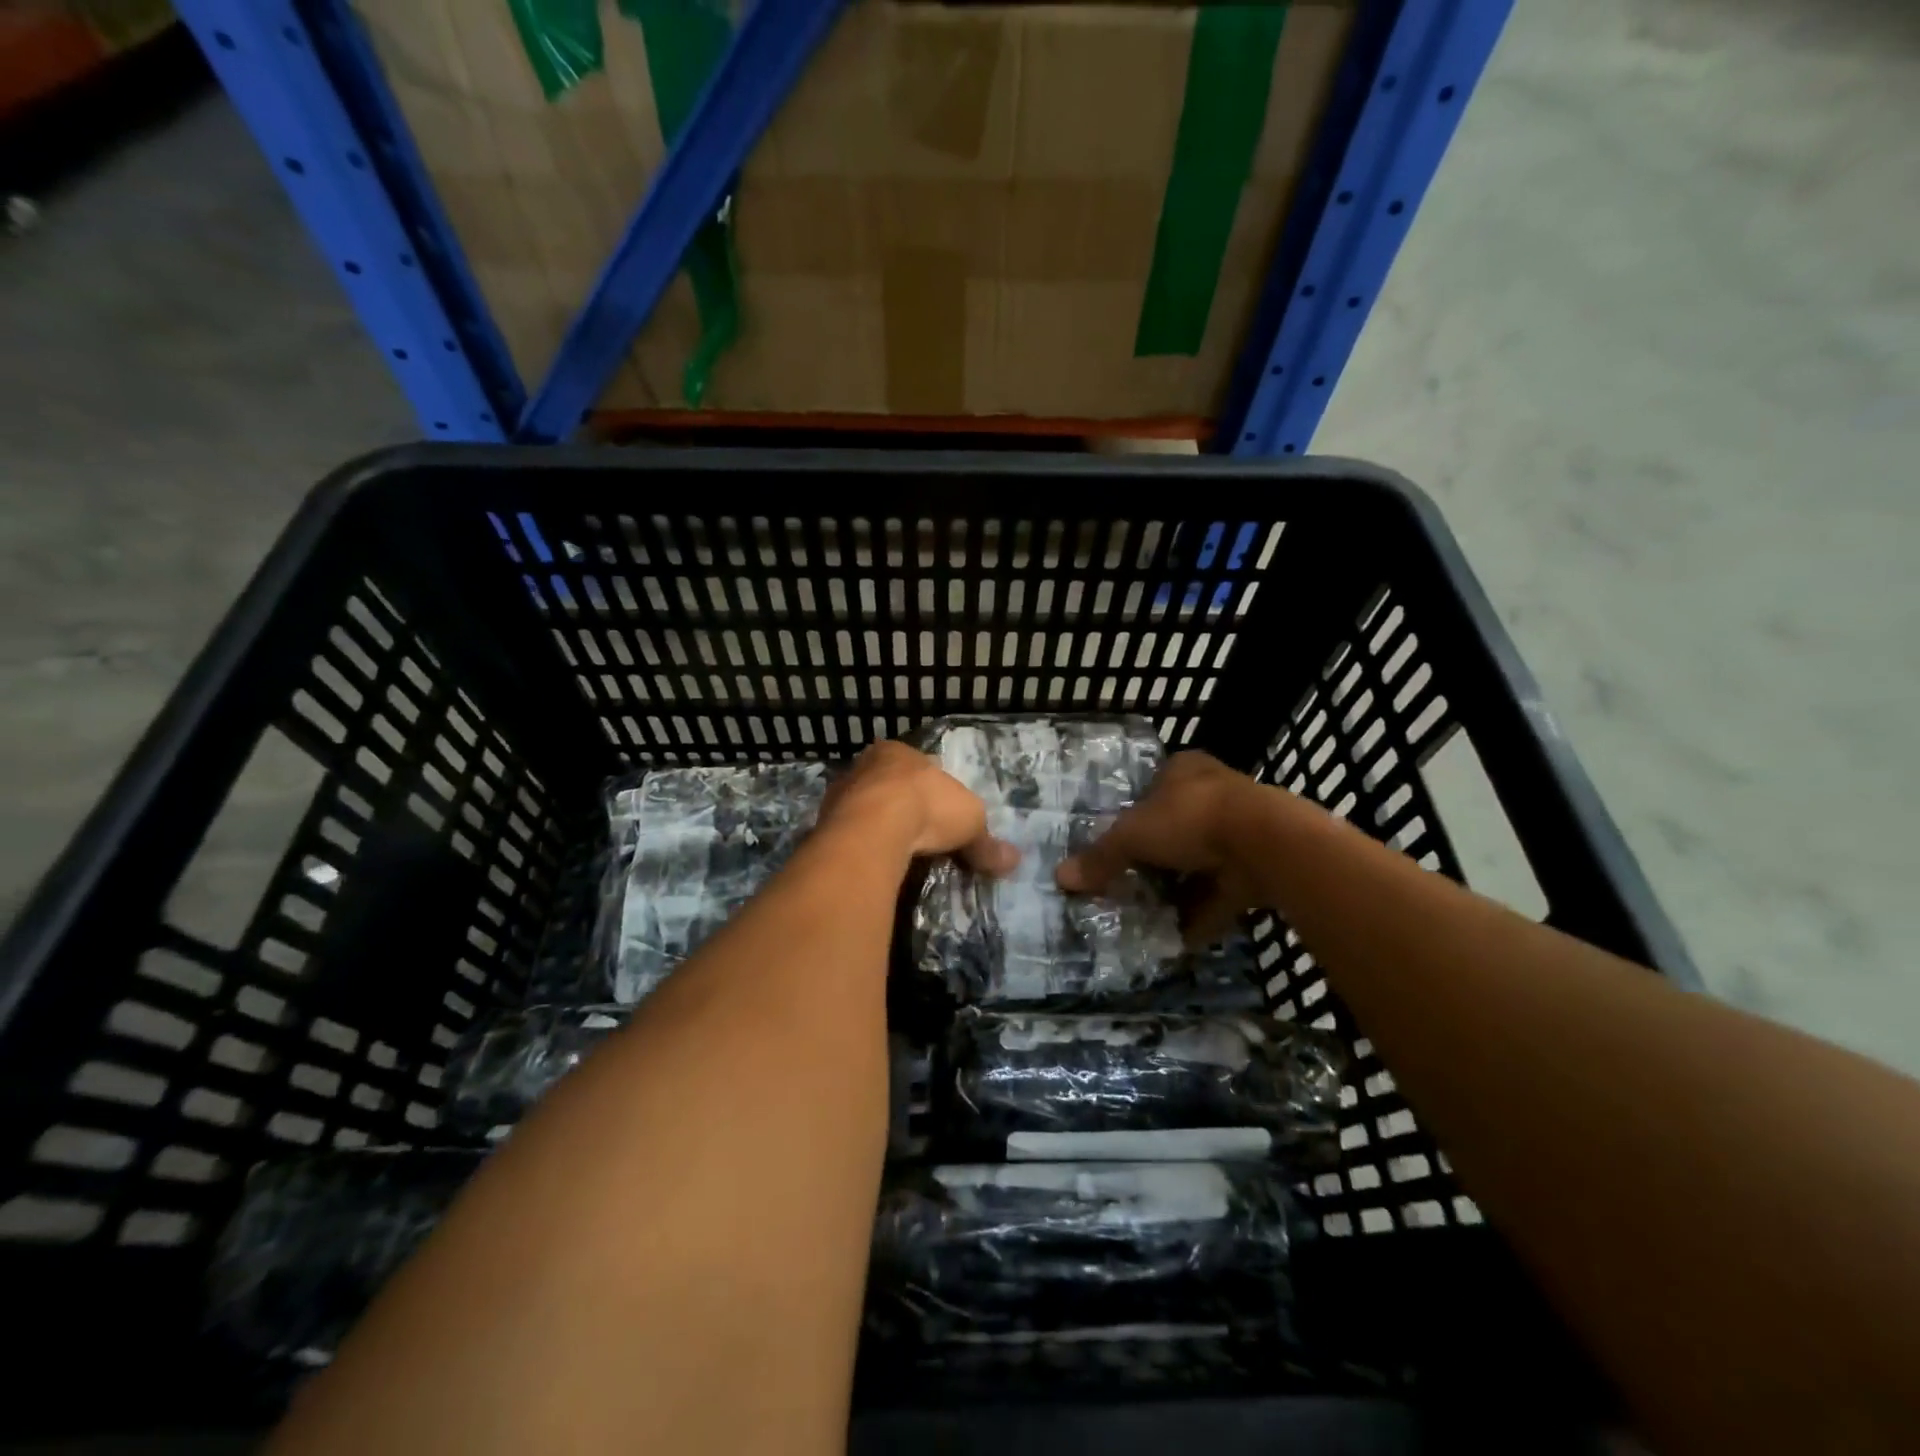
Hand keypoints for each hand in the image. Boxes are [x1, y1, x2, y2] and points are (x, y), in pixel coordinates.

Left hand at [819, 741, 1019, 873]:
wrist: (874, 828)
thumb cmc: (927, 807)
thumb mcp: (971, 823)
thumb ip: (986, 842)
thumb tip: (1013, 860)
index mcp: (899, 752)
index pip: (918, 766)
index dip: (930, 788)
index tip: (939, 812)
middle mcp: (864, 765)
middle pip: (887, 785)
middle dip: (900, 806)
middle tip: (917, 835)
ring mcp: (839, 794)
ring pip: (862, 808)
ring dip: (876, 827)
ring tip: (895, 854)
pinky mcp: (822, 824)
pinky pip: (848, 834)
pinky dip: (860, 847)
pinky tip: (872, 863)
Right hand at [1058, 751, 1266, 944]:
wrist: (1265, 844)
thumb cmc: (1190, 819)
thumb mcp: (1132, 835)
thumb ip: (1100, 857)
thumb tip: (1061, 877)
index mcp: (1183, 770)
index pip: (1152, 786)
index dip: (1133, 812)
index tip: (1117, 840)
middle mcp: (1214, 794)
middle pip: (1175, 826)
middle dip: (1155, 857)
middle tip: (1127, 881)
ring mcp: (1241, 831)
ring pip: (1200, 862)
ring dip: (1179, 888)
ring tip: (1147, 912)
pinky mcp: (1259, 867)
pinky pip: (1222, 893)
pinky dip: (1202, 914)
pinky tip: (1179, 936)